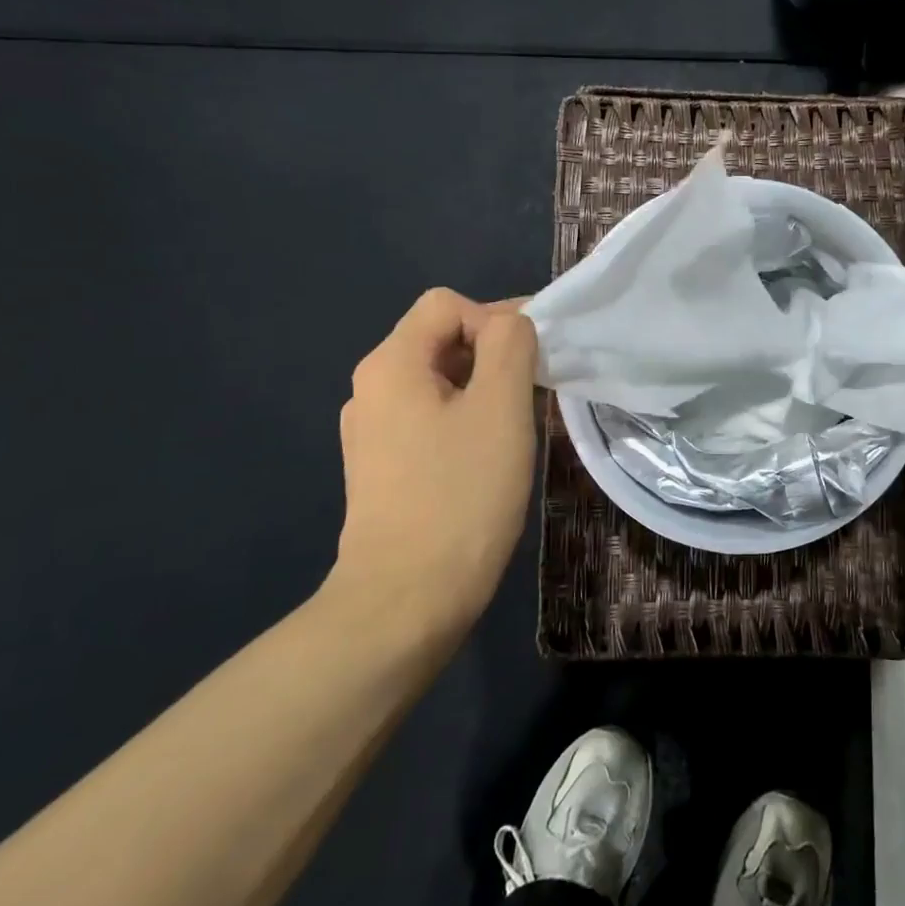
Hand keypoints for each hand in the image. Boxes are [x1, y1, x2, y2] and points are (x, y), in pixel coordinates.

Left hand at [327, 288, 538, 641]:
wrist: (405, 601)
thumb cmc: (460, 495)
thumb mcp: (500, 409)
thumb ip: (510, 346)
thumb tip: (510, 324)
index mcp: (391, 364)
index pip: (447, 304)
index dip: (495, 318)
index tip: (531, 363)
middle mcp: (371, 388)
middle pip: (440, 338)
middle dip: (493, 353)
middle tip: (533, 394)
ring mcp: (371, 430)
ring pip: (438, 381)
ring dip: (483, 388)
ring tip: (514, 428)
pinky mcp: (381, 466)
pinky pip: (428, 417)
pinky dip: (464, 419)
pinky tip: (486, 457)